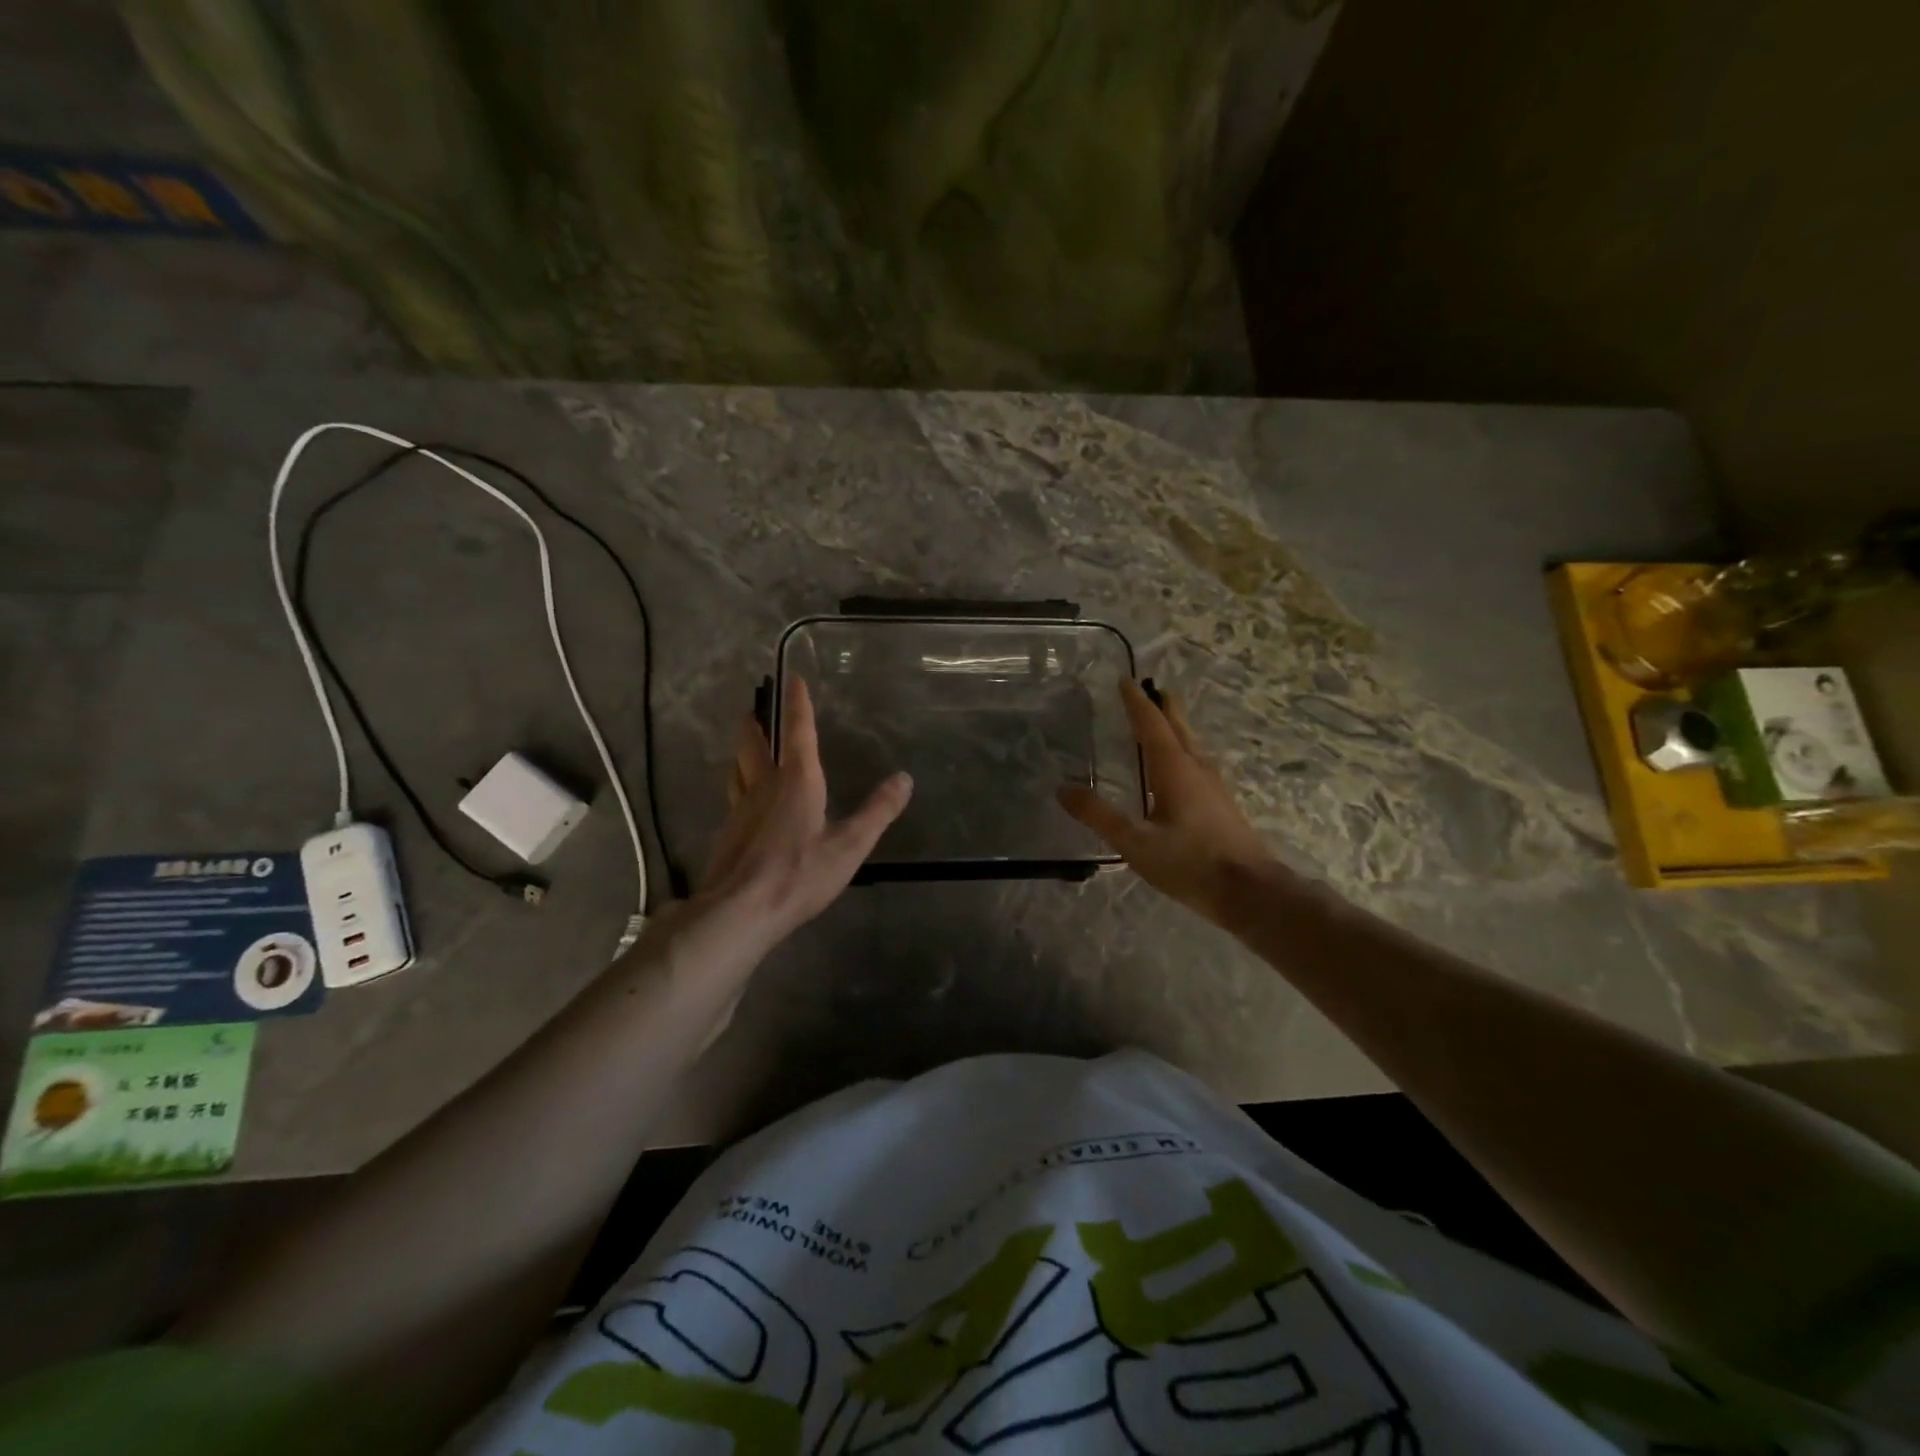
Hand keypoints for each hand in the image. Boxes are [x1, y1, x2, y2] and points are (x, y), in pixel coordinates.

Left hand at [696, 675, 911, 949]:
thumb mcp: (849, 845)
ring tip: (745, 747)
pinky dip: (738, 785)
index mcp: (796, 781)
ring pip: (737, 769)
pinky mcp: (728, 833)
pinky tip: (743, 800)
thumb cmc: (799, 874)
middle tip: (755, 710)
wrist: (739, 911)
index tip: (792, 678)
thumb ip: (878, 812)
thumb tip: (904, 778)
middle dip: (756, 724)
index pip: (798, 732)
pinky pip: (733, 797)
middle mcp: (764, 786)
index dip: (798, 705)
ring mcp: (740, 809)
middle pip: (754, 745)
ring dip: (742, 752)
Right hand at [1059, 679, 1276, 925]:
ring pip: (1191, 743)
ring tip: (1162, 718)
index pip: (1151, 724)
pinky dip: (1182, 748)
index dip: (1136, 701)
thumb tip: (1063, 788)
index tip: (1124, 679)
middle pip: (1178, 726)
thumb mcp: (1136, 843)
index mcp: (1174, 768)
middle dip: (1163, 705)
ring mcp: (1213, 785)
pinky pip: (1197, 761)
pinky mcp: (1221, 803)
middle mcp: (1196, 768)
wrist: (1251, 892)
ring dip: (1175, 725)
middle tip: (1151, 686)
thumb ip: (1099, 816)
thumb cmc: (1190, 864)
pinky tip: (1179, 766)